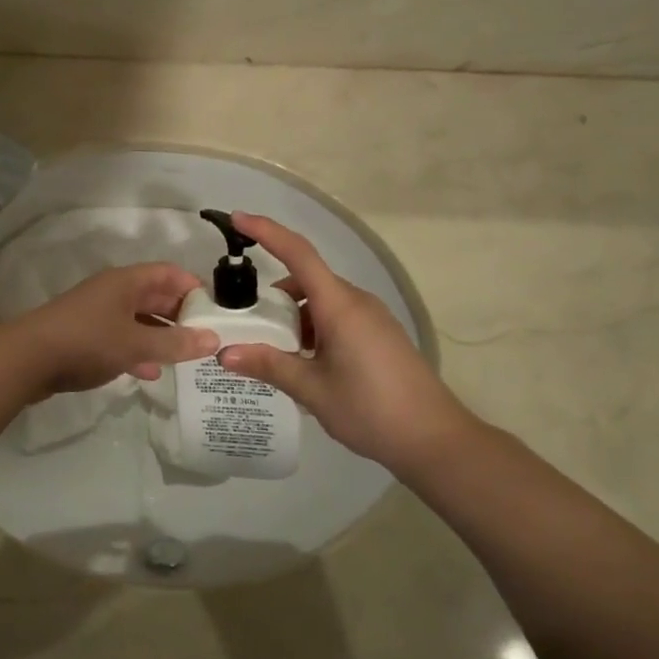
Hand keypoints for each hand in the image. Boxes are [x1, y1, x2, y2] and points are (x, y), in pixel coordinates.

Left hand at [6, 263, 218, 399]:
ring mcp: (96, 314)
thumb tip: (213, 339)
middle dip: (180, 315)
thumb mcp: (136, 344)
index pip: (168, 272)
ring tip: (184, 357)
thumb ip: (175, 343)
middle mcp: (112, 292)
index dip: (193, 287)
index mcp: (126, 282)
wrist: (27, 360)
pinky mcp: (84, 337)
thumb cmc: (86, 342)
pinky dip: (137, 351)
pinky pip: (120, 339)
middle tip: (205, 338)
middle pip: (154, 295)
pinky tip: (150, 372)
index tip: (215, 311)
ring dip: (160, 336)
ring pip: (138, 320)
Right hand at [215, 213, 486, 478]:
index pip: (298, 254)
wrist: (434, 439)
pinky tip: (300, 362)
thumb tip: (224, 353)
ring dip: (292, 316)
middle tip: (241, 322)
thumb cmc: (371, 409)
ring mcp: (371, 317)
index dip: (267, 232)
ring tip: (269, 351)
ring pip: (320, 301)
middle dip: (271, 296)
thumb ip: (268, 365)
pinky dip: (311, 328)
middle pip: (305, 280)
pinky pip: (336, 316)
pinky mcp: (378, 334)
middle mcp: (356, 302)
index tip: (237, 218)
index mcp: (339, 306)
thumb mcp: (312, 389)